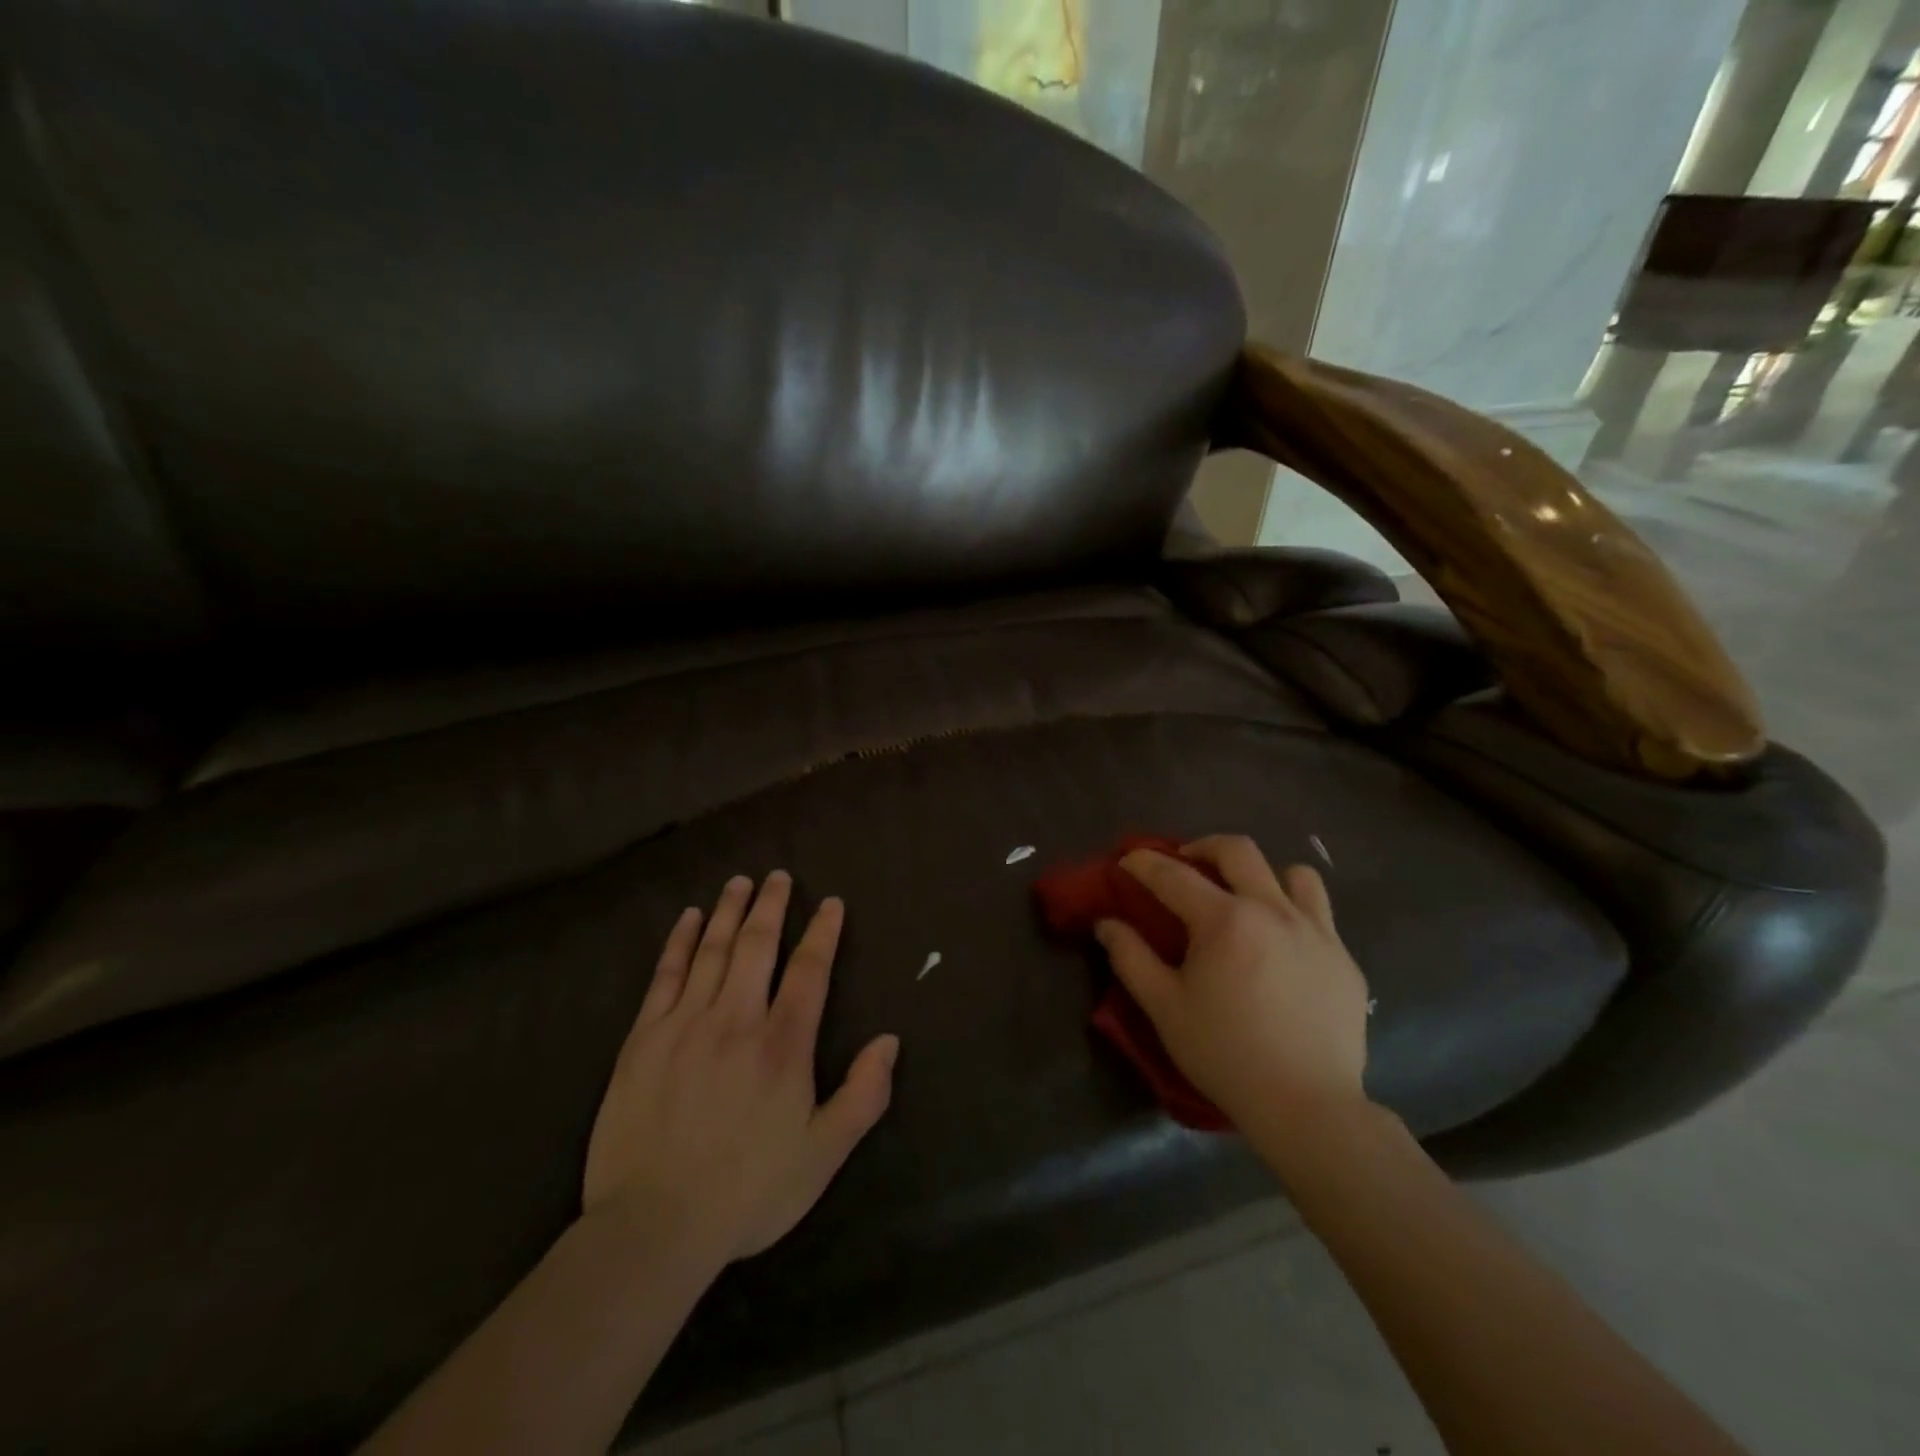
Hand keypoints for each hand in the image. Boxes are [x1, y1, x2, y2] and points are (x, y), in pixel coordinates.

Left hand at [582, 872, 898, 1266]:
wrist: (652, 1228)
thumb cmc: (748, 1191)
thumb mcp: (823, 1155)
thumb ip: (863, 1095)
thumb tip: (889, 1040)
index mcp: (783, 1045)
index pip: (810, 971)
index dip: (823, 933)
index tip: (830, 903)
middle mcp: (736, 1020)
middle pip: (758, 945)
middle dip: (772, 905)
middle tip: (779, 876)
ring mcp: (685, 1025)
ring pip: (713, 950)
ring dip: (730, 911)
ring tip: (739, 882)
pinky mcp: (644, 1039)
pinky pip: (666, 975)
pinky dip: (680, 942)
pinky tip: (690, 919)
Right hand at [1095, 835, 1370, 1131]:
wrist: (1307, 1106)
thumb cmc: (1225, 1054)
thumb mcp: (1164, 1007)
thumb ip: (1130, 957)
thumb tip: (1106, 923)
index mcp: (1225, 920)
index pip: (1173, 874)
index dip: (1143, 863)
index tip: (1127, 863)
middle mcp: (1273, 911)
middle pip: (1237, 850)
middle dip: (1203, 847)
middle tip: (1186, 864)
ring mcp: (1317, 932)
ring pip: (1292, 873)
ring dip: (1261, 874)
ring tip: (1245, 897)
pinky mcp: (1344, 958)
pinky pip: (1320, 912)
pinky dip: (1294, 910)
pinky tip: (1281, 944)